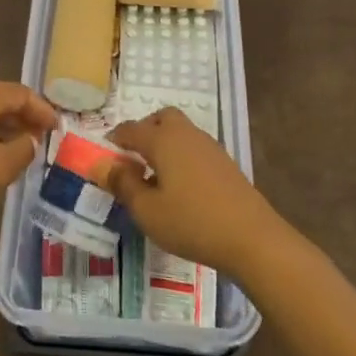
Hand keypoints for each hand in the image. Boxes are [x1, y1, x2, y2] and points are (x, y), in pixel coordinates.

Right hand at [98, 108, 289, 274]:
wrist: (252, 238)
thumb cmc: (191, 222)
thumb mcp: (147, 210)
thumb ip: (123, 184)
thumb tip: (103, 164)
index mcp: (163, 140)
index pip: (131, 129)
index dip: (114, 139)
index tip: (104, 156)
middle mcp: (187, 135)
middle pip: (162, 118)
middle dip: (144, 131)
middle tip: (133, 158)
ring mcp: (210, 147)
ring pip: (181, 132)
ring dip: (164, 143)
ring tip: (155, 175)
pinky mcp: (225, 163)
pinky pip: (195, 148)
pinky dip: (181, 156)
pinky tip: (181, 186)